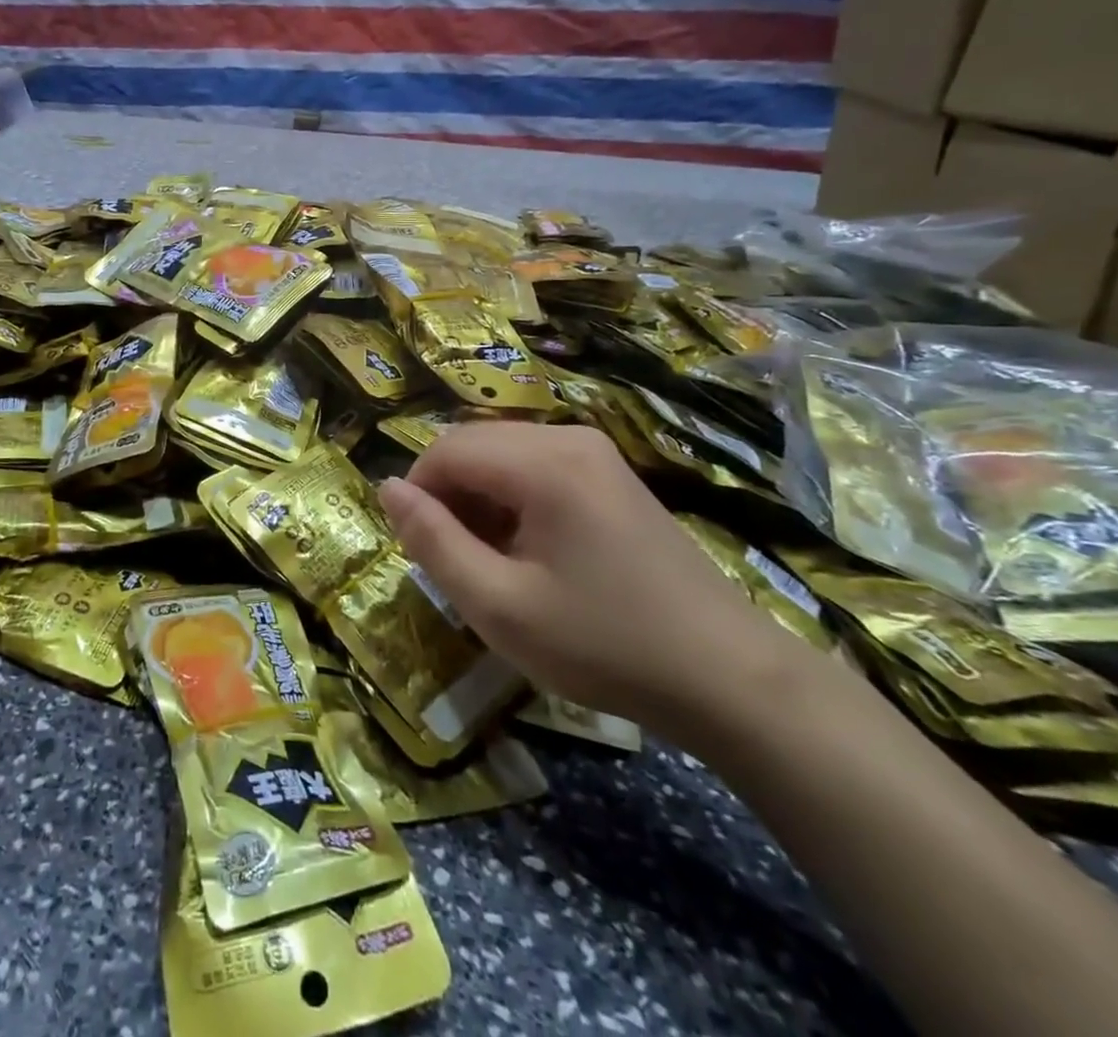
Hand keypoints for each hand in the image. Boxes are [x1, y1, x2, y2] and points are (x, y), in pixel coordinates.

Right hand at [378, 423, 792, 742]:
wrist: (729, 678)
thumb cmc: (604, 644)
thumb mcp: (499, 605)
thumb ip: (433, 542)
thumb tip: (388, 489)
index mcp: (544, 462)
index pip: (446, 450)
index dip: (417, 494)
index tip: (420, 550)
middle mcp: (568, 438)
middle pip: (474, 445)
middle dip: (448, 496)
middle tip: (455, 560)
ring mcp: (596, 453)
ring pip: (502, 455)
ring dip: (478, 499)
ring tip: (490, 561)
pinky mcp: (610, 475)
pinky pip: (535, 467)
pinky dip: (511, 500)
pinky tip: (528, 552)